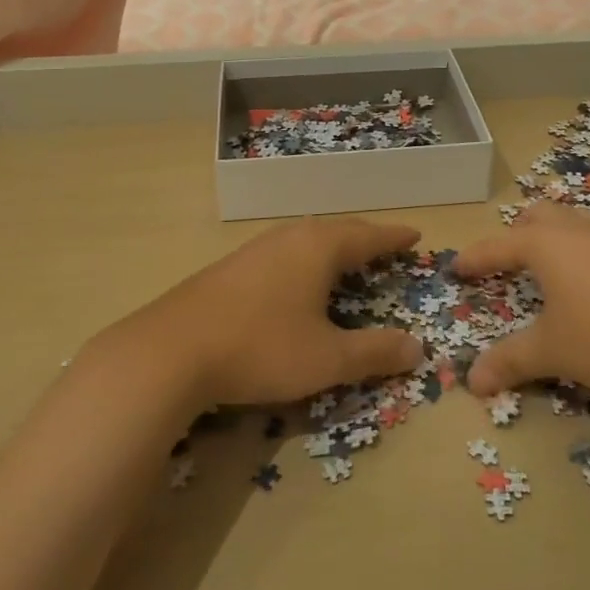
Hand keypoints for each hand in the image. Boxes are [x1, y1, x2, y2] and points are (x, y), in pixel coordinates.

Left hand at [110, 217, 425, 408]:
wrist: (173, 349)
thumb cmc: (262, 347)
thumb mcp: (327, 358)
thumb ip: (374, 352)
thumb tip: (416, 347)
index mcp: (320, 247)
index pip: (368, 235)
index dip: (393, 237)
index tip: (415, 235)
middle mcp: (290, 236)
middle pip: (338, 230)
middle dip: (365, 239)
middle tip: (385, 247)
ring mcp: (257, 248)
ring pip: (307, 239)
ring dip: (332, 247)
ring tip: (346, 260)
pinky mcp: (232, 266)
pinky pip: (284, 252)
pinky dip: (305, 260)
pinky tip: (296, 280)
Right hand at [456, 202, 589, 395]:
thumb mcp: (555, 351)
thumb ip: (512, 361)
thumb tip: (471, 381)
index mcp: (544, 244)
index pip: (497, 246)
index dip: (475, 259)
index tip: (457, 268)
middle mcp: (575, 230)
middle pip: (537, 216)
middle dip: (516, 234)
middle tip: (508, 259)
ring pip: (572, 224)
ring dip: (553, 240)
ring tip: (550, 270)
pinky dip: (583, 255)